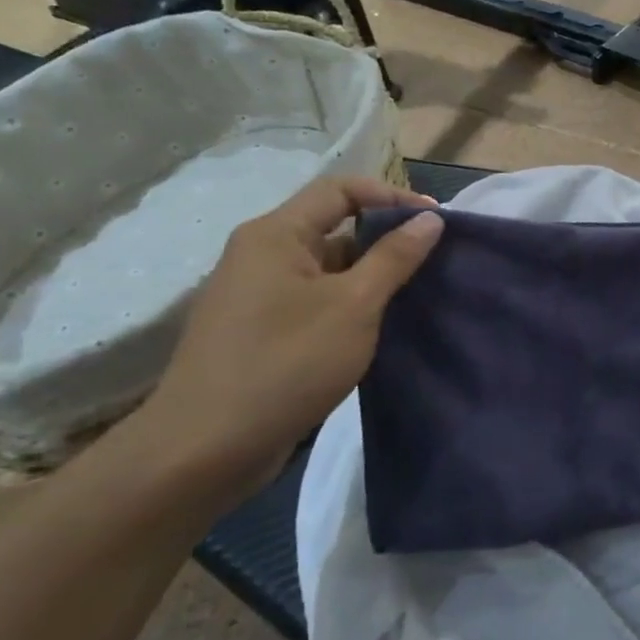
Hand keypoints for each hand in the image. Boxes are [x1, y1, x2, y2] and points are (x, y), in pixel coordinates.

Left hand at [128, 176, 442, 507]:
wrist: (203, 451)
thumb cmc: (285, 364)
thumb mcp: (353, 306)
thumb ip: (394, 257)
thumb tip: (430, 220)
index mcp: (276, 234)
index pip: (340, 189)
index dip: (392, 196)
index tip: (436, 223)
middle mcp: (260, 254)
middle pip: (333, 226)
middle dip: (386, 239)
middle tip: (434, 261)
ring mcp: (256, 295)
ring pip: (326, 268)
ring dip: (371, 276)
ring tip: (417, 296)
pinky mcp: (259, 332)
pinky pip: (314, 300)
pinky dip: (349, 305)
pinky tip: (379, 328)